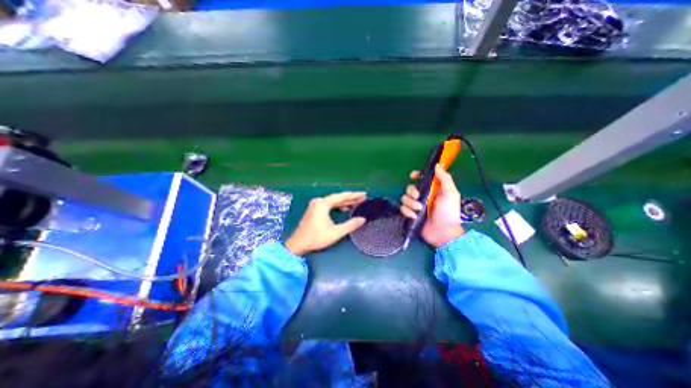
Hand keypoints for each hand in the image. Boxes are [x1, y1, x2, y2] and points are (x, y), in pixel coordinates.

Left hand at [285, 192, 369, 255]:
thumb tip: (363, 219)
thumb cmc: (317, 238)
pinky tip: (344, 208)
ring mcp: (316, 204)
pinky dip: (338, 206)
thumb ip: (350, 225)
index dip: (354, 196)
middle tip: (363, 197)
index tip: (364, 194)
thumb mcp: (336, 232)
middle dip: (351, 198)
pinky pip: (329, 204)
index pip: (342, 197)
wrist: (298, 244)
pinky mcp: (314, 209)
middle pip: (338, 197)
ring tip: (356, 203)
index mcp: (323, 204)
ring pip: (333, 201)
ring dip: (345, 202)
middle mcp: (319, 201)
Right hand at [401, 164, 463, 246]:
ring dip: (410, 203)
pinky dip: (407, 212)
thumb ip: (445, 179)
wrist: (444, 233)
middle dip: (412, 191)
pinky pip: (403, 209)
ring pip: (405, 198)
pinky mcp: (411, 214)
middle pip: (410, 188)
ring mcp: (416, 206)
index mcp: (433, 190)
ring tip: (418, 209)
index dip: (416, 175)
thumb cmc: (449, 213)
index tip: (413, 176)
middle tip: (418, 197)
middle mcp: (423, 196)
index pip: (422, 179)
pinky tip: (414, 216)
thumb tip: (437, 165)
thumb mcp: (451, 194)